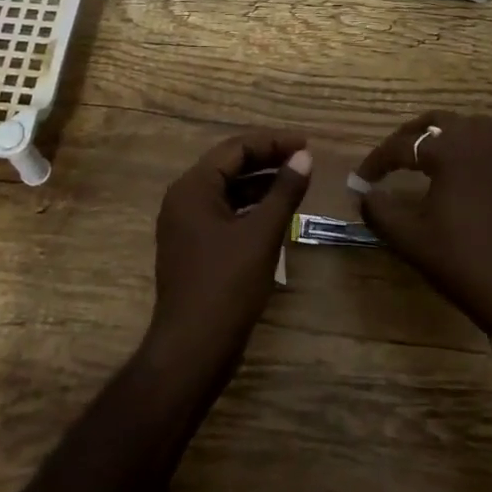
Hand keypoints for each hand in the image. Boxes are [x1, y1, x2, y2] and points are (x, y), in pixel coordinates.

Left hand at [146, 130, 313, 372]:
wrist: (193, 349)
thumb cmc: (227, 285)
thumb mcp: (262, 234)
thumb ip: (284, 191)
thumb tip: (305, 157)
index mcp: (192, 188)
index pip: (235, 149)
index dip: (273, 142)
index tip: (307, 144)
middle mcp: (184, 200)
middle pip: (229, 166)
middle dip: (267, 159)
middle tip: (305, 159)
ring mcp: (186, 225)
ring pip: (228, 190)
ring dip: (261, 183)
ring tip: (297, 181)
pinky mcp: (194, 247)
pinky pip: (225, 213)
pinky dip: (251, 207)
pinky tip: (277, 213)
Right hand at [355, 112, 491, 332]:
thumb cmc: (460, 260)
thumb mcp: (410, 238)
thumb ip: (379, 211)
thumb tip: (363, 194)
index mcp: (450, 153)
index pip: (403, 146)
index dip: (377, 160)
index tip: (360, 179)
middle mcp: (479, 144)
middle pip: (439, 121)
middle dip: (411, 134)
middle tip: (394, 156)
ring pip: (471, 126)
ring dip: (445, 134)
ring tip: (428, 156)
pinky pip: (491, 147)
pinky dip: (469, 150)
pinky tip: (460, 177)